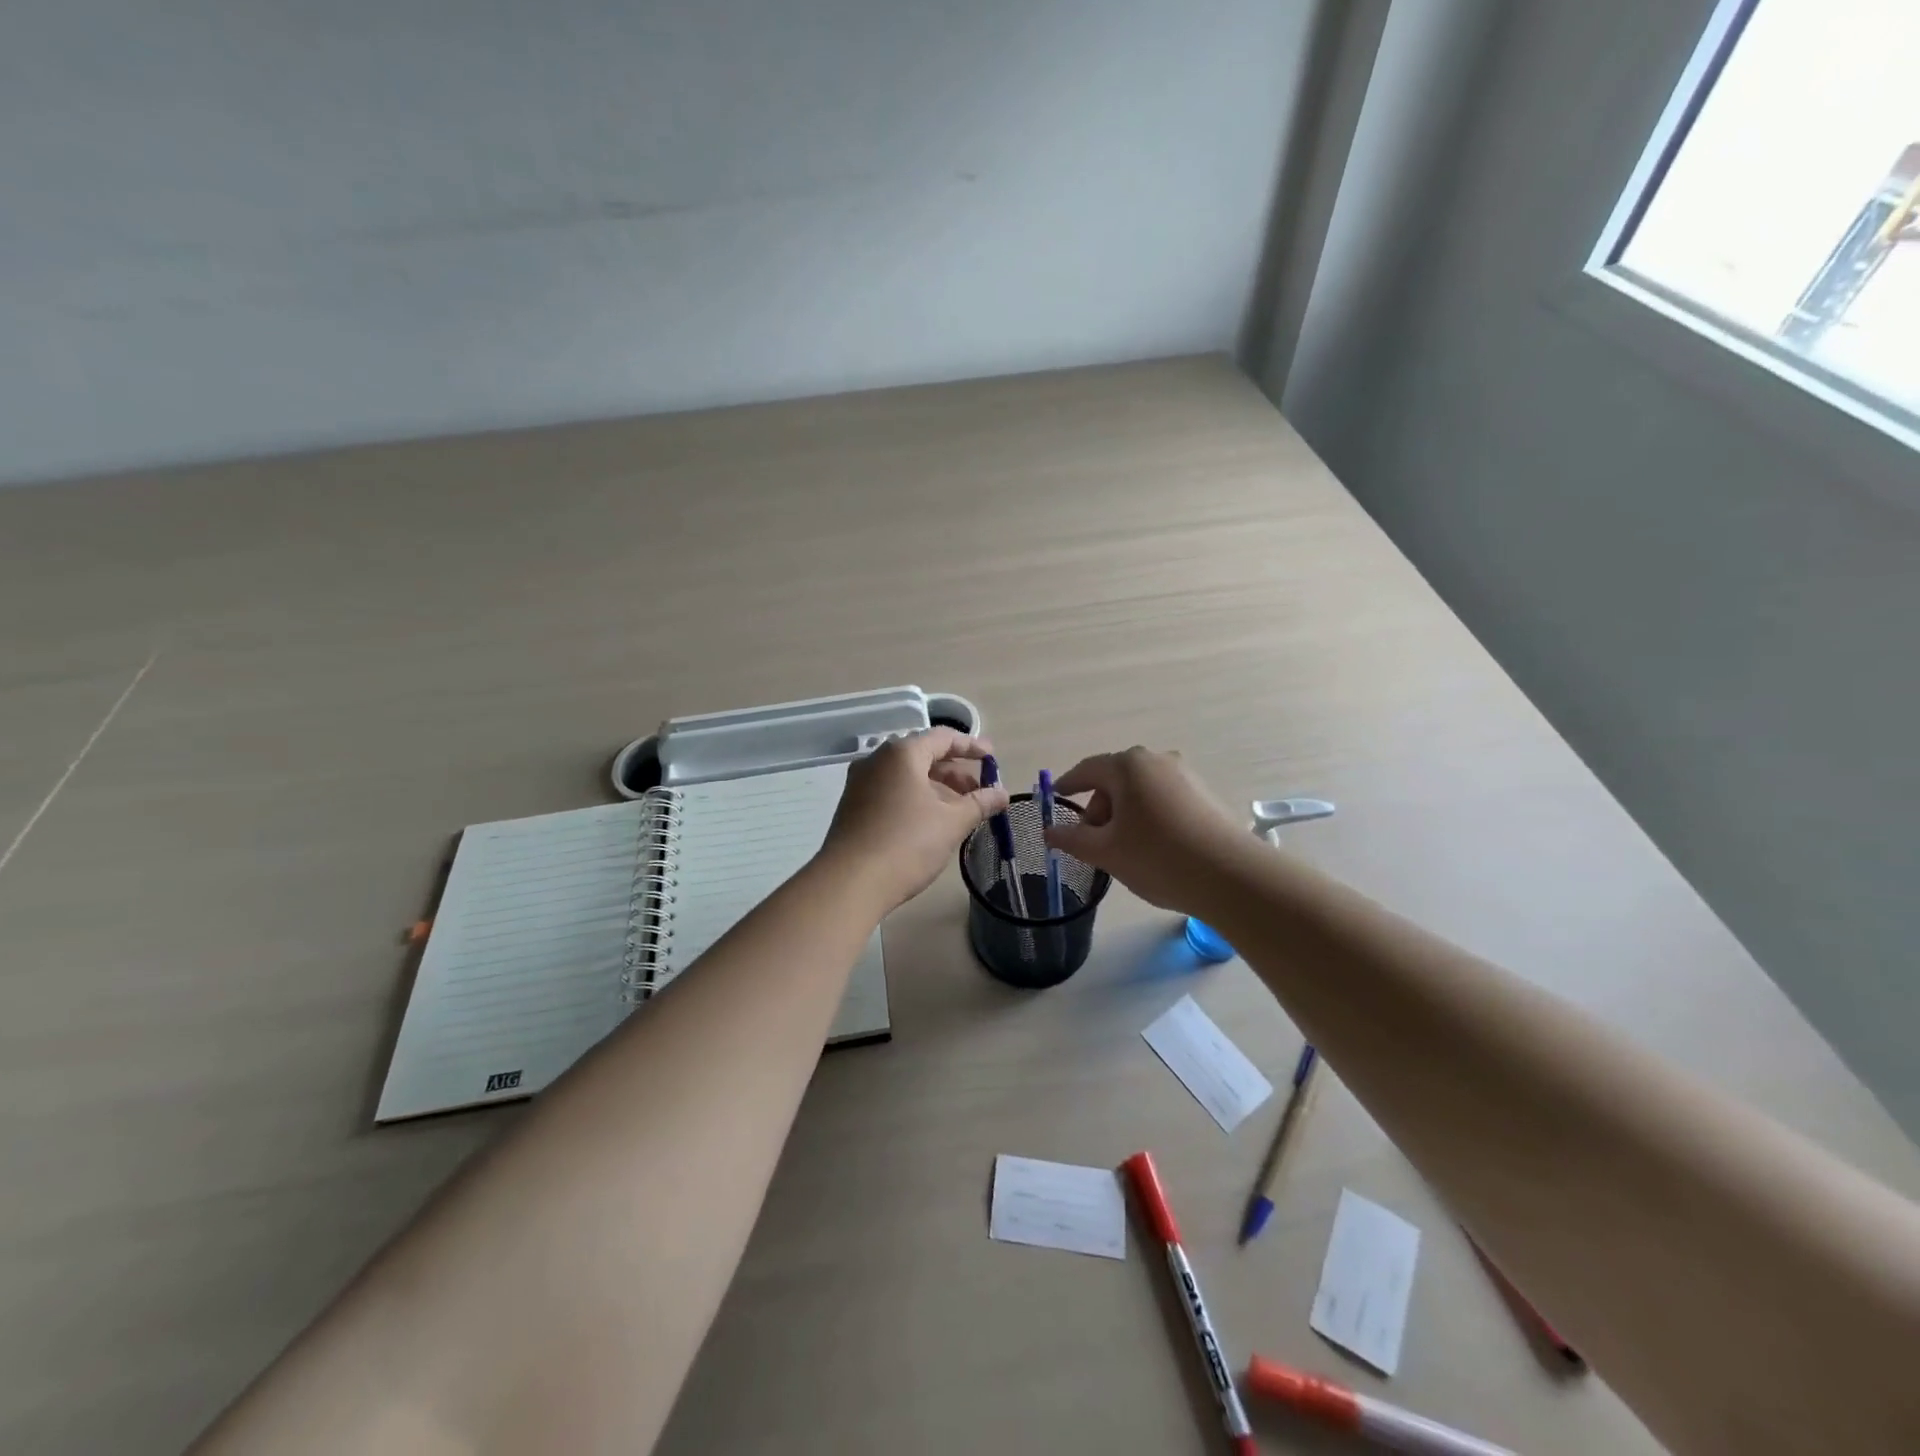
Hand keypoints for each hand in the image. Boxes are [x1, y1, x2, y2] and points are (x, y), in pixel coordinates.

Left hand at [818, 728, 1009, 913]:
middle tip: (980, 792)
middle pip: (923, 755)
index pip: (942, 738)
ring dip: (937, 788)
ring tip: (961, 811)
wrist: (849, 883)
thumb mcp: (951, 823)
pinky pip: (892, 791)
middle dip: (955, 772)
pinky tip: (932, 822)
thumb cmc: (906, 844)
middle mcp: (877, 760)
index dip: (971, 746)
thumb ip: (980, 803)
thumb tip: (1002, 794)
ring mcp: (861, 783)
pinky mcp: (853, 806)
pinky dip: (916, 798)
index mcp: (901, 753)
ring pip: (907, 776)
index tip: (992, 757)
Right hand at [1043, 747, 1249, 911]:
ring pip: (1140, 792)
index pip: (1086, 770)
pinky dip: (1149, 818)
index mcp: (1128, 766)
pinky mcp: (1205, 794)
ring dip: (1124, 816)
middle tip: (1093, 844)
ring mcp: (1185, 775)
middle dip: (1099, 810)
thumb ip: (1072, 839)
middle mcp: (1157, 760)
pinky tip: (1154, 849)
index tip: (1055, 799)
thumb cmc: (1158, 858)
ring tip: (1125, 851)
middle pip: (1114, 781)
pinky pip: (1164, 800)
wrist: (1232, 877)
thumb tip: (1050, 832)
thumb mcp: (1105, 852)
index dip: (1067, 786)